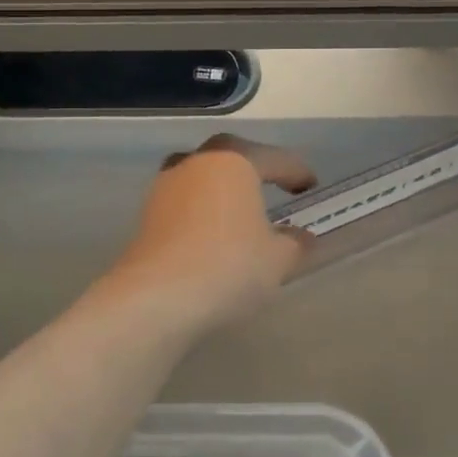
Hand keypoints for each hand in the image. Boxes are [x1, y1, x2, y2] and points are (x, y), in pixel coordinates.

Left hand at [105, 134, 316, 334]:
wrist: (156, 300)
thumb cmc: (229, 266)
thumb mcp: (278, 259)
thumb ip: (294, 243)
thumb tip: (300, 237)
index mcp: (233, 161)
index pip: (274, 159)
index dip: (297, 171)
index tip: (311, 186)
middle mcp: (196, 164)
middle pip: (230, 157)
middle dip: (254, 168)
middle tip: (273, 184)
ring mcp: (165, 188)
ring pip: (201, 178)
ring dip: (222, 190)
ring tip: (240, 212)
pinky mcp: (147, 217)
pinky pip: (185, 204)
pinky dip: (203, 212)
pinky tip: (214, 235)